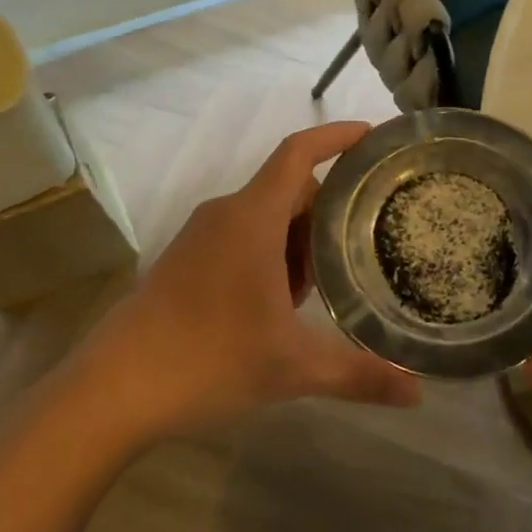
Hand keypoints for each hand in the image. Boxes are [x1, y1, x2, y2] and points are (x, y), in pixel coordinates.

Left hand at [78, 122, 422, 442]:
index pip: (299, 153)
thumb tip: (418, 396)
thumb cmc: (208, 359)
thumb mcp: (293, 367)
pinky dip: (271, 254)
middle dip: (329, 209)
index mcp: (253, 218)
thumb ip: (359, 375)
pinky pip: (241, 237)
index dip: (338, 136)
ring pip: (265, 216)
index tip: (374, 135)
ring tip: (328, 281)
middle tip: (368, 236)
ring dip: (299, 238)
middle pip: (289, 188)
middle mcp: (226, 214)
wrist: (113, 388)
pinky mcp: (185, 260)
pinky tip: (282, 303)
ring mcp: (201, 237)